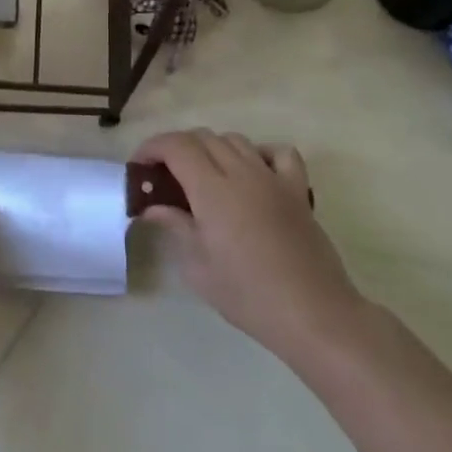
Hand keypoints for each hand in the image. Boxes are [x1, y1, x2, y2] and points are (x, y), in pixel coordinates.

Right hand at [134, 129, 368, 365]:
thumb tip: (152, 208)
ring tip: (202, 176)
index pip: (176, 146)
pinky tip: (251, 173)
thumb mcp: (198, 266)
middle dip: (176, 148)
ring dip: (211, 148)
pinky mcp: (298, 191)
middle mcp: (241, 173)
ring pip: (236, 140)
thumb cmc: (247, 294)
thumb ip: (174, 227)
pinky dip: (260, 153)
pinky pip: (279, 153)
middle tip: (163, 175)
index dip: (152, 147)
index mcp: (212, 189)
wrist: (313, 314)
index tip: (139, 166)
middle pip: (203, 137)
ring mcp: (273, 179)